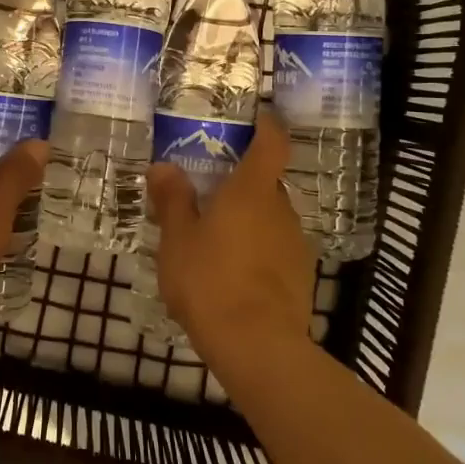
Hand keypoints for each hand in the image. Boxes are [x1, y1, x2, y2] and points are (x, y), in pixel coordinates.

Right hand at [147, 108, 316, 369]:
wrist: (258, 346)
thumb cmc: (211, 281)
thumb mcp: (177, 239)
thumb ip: (172, 200)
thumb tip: (163, 166)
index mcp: (251, 191)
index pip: (272, 143)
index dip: (267, 126)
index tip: (258, 117)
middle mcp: (281, 210)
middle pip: (265, 184)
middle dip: (241, 185)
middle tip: (208, 195)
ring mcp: (295, 244)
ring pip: (269, 219)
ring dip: (247, 221)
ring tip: (214, 242)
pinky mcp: (301, 276)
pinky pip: (275, 250)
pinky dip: (256, 252)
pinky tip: (232, 275)